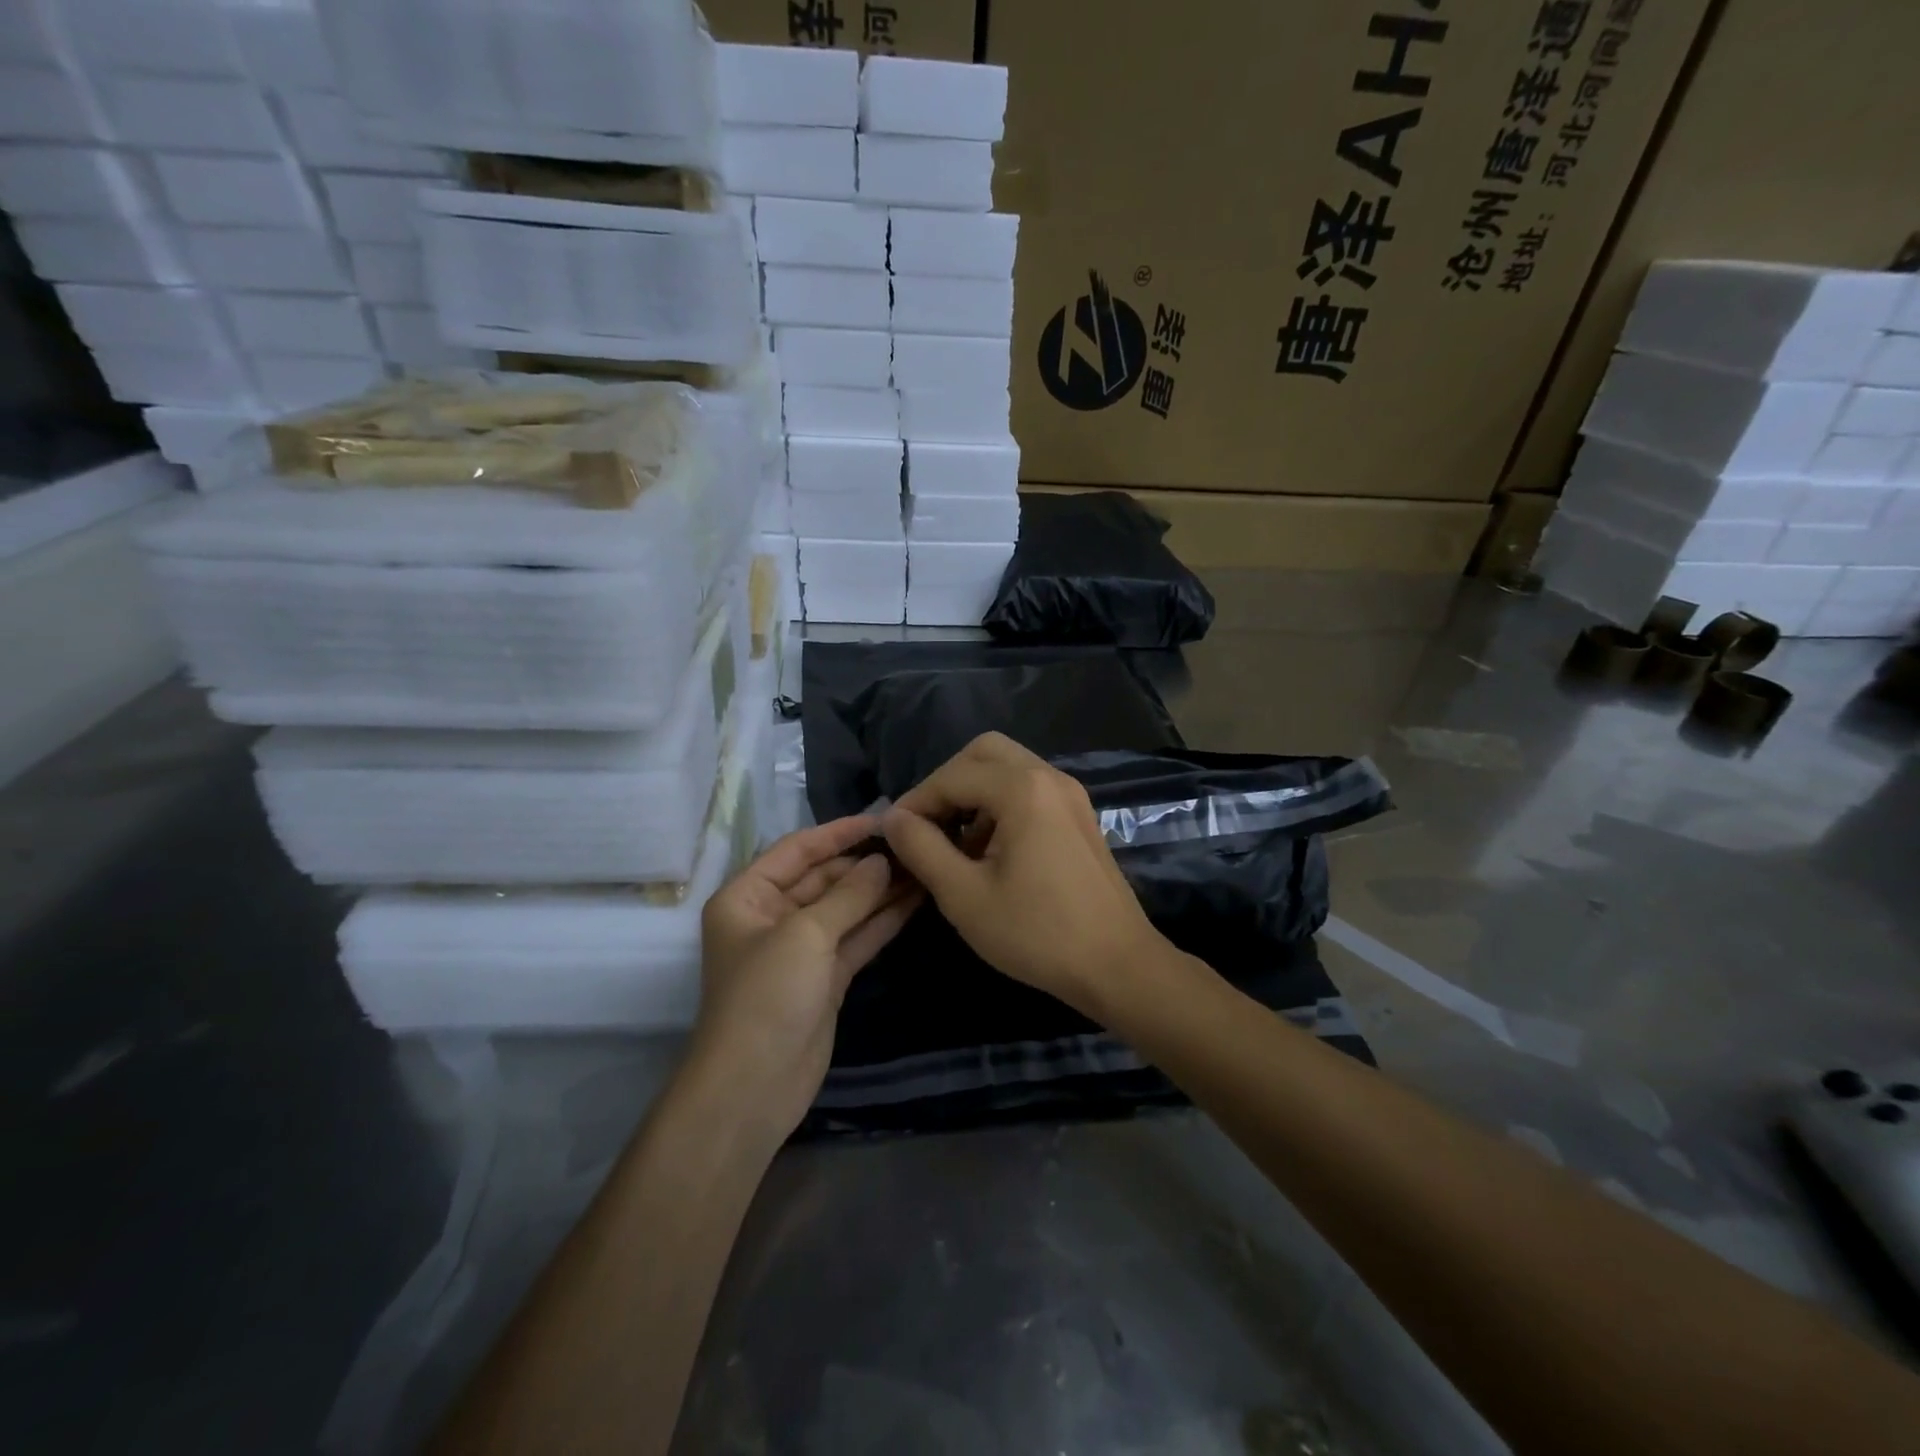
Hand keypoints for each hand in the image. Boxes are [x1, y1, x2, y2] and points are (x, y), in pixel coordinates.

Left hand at [694, 816, 921, 1136]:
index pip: (797, 849)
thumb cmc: (766, 996)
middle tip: (914, 845)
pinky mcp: (825, 977)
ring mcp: (801, 949)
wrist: (754, 1087)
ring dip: (880, 890)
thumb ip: (848, 895)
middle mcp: (771, 917)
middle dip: (865, 864)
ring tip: (923, 866)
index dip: (839, 833)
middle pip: (824, 878)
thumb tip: (882, 861)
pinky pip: (856, 937)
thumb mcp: (805, 936)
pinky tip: (915, 900)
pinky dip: (883, 920)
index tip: (884, 819)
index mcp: (747, 897)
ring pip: (846, 908)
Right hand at [881, 732, 1171, 1021]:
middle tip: (927, 825)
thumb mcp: (964, 895)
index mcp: (1023, 788)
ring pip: (1008, 769)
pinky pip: (1030, 790)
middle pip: (984, 753)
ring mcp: (1070, 795)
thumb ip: (922, 848)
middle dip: (947, 783)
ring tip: (954, 843)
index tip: (893, 835)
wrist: (1117, 966)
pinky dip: (1001, 805)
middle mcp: (1049, 777)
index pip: (952, 776)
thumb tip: (892, 819)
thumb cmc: (1036, 932)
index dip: (916, 802)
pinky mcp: (1079, 816)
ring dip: (974, 793)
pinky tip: (989, 851)